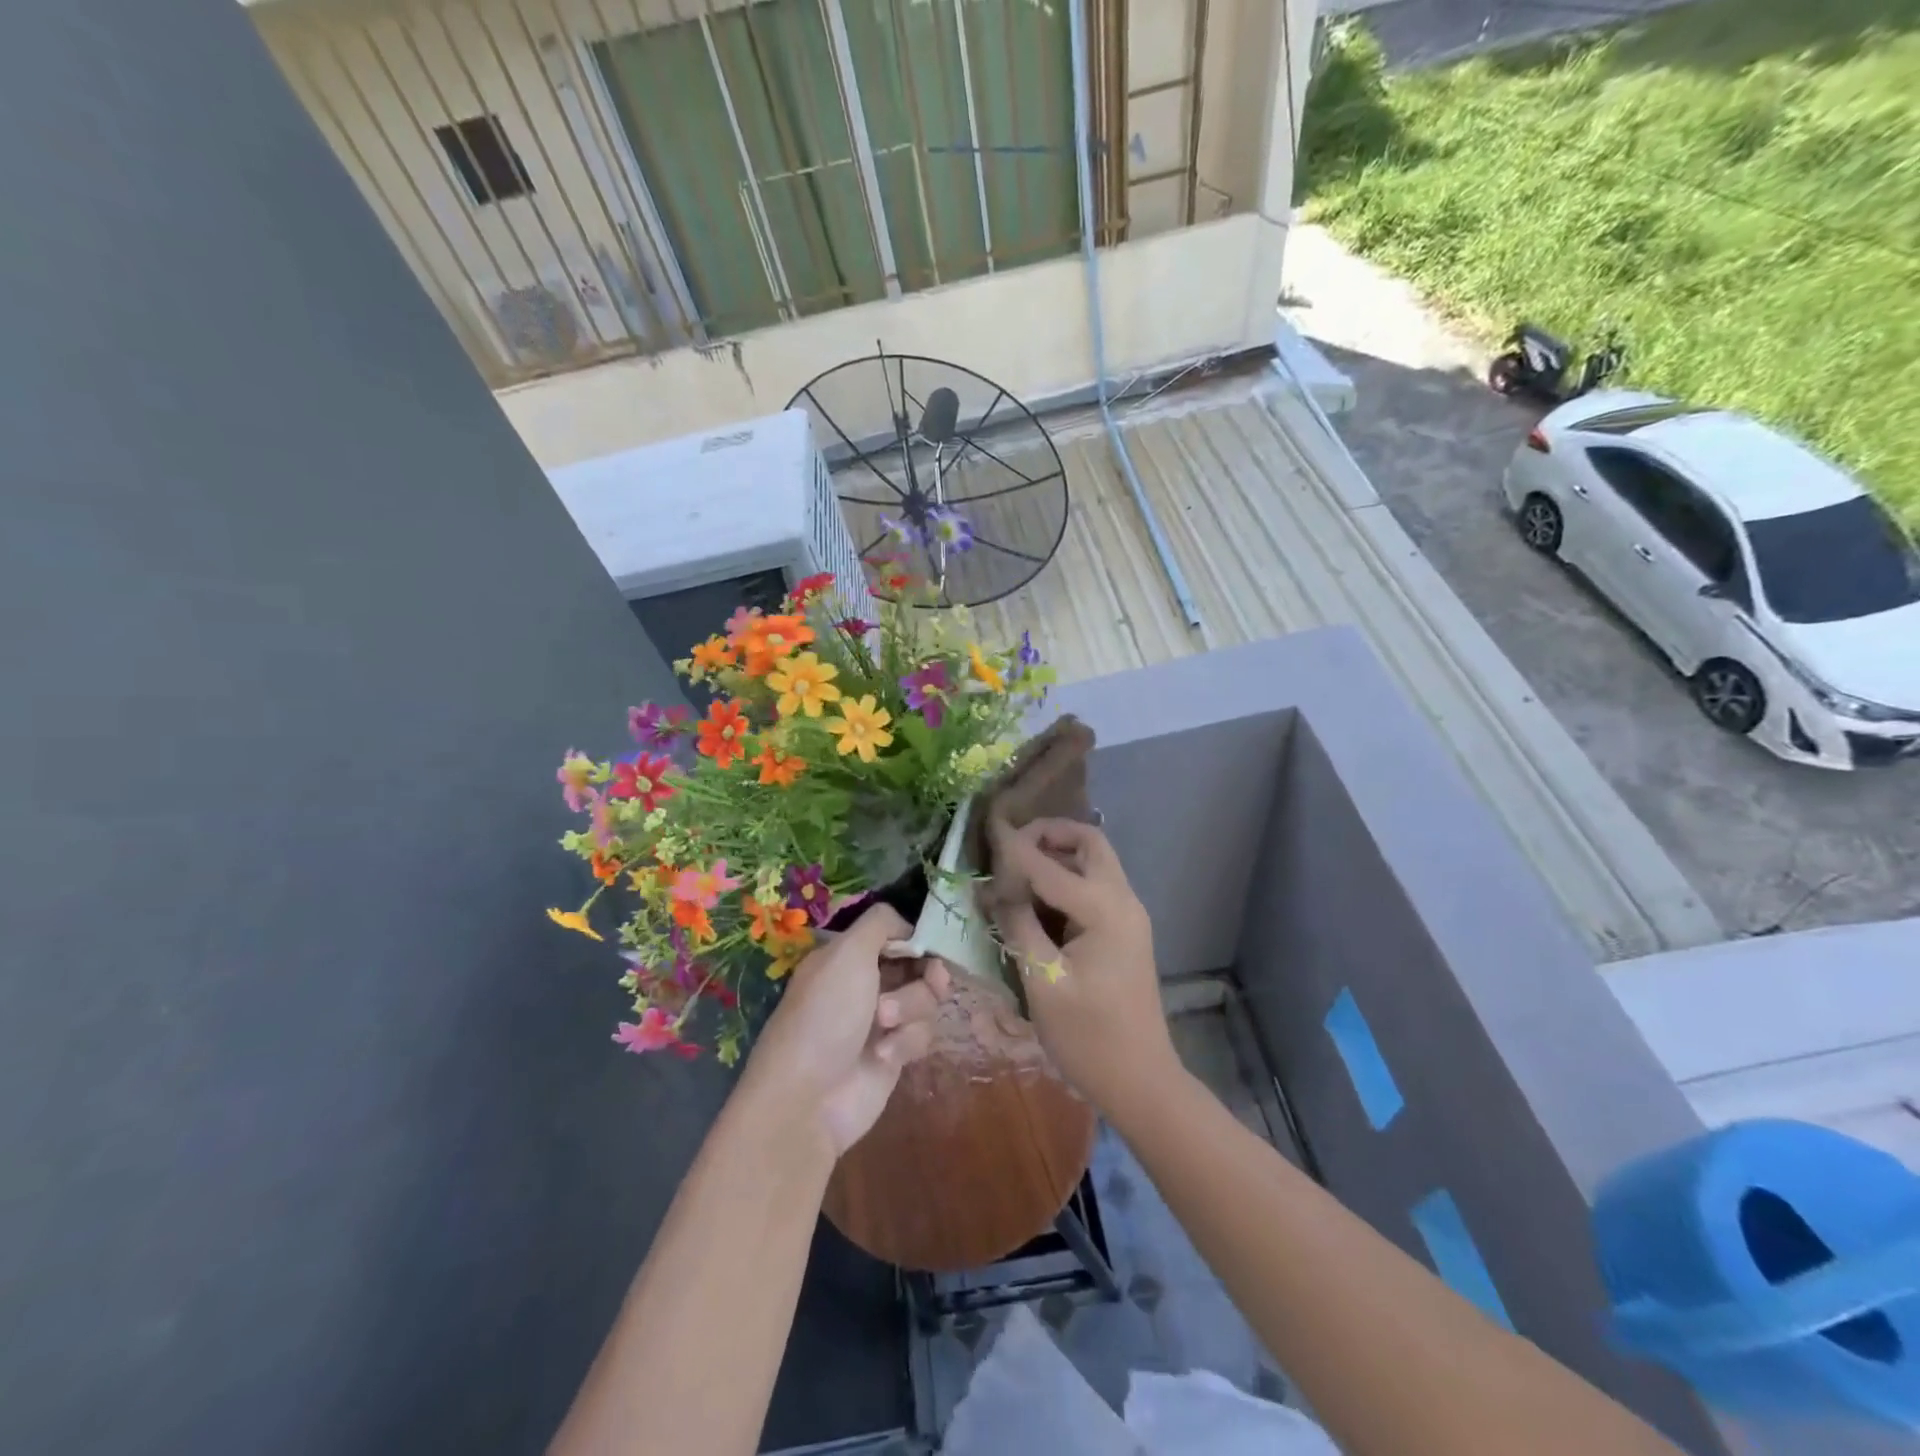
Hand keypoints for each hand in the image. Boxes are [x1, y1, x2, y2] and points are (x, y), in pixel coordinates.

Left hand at [739, 904, 951, 1157]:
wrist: (809, 1098)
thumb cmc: (826, 1015)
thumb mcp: (847, 953)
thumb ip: (880, 923)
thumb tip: (907, 925)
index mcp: (847, 956)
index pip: (894, 935)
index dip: (915, 939)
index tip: (927, 946)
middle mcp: (864, 984)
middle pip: (918, 966)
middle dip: (924, 976)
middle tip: (931, 980)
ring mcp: (880, 1021)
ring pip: (924, 1001)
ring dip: (911, 1009)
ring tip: (885, 1026)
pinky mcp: (893, 1055)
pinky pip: (921, 1035)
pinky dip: (906, 1043)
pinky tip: (884, 1056)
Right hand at [986, 818, 1177, 1118]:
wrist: (1141, 1081)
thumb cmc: (1089, 1038)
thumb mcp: (1043, 982)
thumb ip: (1017, 926)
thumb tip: (992, 889)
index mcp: (1104, 910)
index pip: (1049, 864)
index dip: (1013, 846)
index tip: (985, 826)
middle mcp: (1123, 900)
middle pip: (1088, 843)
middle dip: (1049, 834)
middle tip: (1010, 847)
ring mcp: (1128, 915)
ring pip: (1094, 861)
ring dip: (1058, 854)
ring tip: (1016, 869)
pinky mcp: (1123, 931)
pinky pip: (1094, 886)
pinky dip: (1066, 878)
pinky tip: (1036, 898)